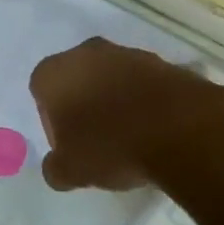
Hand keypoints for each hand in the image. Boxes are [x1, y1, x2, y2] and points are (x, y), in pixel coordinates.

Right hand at [29, 38, 223, 191]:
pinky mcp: (164, 62)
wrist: (182, 130)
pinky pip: (145, 84)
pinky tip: (156, 129)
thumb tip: (56, 167)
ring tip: (132, 137)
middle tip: (98, 141)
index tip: (70, 146)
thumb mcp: (71, 171)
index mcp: (54, 72)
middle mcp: (86, 53)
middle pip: (77, 80)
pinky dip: (146, 102)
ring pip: (112, 79)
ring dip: (116, 101)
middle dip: (84, 106)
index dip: (52, 122)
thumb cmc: (111, 145)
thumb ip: (55, 168)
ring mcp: (128, 53)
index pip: (41, 94)